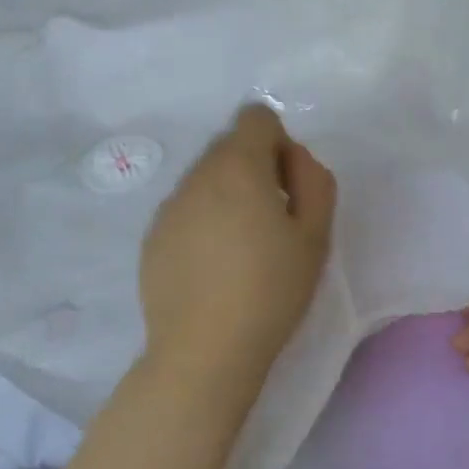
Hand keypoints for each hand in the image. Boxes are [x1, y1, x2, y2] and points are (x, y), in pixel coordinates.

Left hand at [139, 104, 336, 395]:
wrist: (205, 351)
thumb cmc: (271, 291)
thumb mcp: (316, 235)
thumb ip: (314, 181)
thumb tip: (293, 157)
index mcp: (237, 167)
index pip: (255, 117)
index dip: (279, 144)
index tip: (287, 188)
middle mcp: (196, 176)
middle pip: (229, 148)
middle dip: (255, 170)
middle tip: (272, 224)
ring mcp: (168, 207)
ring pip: (205, 181)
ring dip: (228, 198)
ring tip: (242, 251)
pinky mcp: (152, 238)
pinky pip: (185, 212)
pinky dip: (203, 224)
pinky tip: (214, 270)